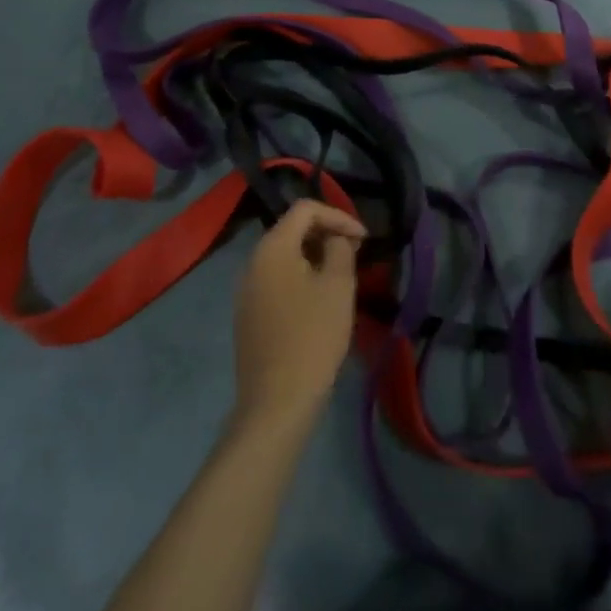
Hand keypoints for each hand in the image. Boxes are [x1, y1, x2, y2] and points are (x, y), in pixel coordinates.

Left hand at [232, 199, 367, 429]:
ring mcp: (246, 290)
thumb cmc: (313, 336)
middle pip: (291, 230)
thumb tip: (336, 239)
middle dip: (326, 234)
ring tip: (342, 275)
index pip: (305, 209)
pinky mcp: (249, 315)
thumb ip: (340, 250)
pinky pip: (277, 280)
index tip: (363, 238)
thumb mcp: (337, 286)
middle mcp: (253, 262)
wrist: (277, 400)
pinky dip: (301, 278)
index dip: (338, 215)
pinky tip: (320, 300)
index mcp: (272, 248)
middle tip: (356, 253)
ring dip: (315, 256)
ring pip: (285, 257)